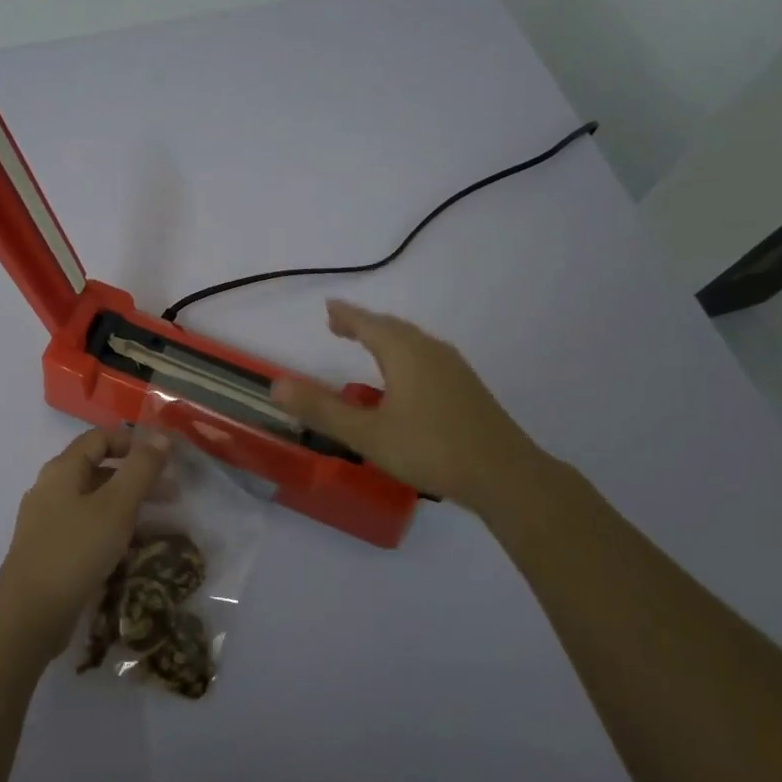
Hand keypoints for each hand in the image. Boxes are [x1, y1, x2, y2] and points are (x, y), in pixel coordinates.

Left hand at [0, 427, 171, 656]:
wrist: (29, 615)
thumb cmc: (76, 551)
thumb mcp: (116, 506)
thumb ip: (140, 469)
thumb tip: (161, 437)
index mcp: (62, 469)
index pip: (100, 438)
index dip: (134, 441)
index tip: (166, 458)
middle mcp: (51, 488)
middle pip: (98, 468)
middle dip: (137, 476)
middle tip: (173, 493)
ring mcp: (48, 521)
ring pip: (95, 500)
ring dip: (129, 504)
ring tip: (161, 522)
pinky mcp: (51, 550)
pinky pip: (87, 527)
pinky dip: (112, 528)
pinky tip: (132, 548)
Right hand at [271, 299, 545, 516]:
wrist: (505, 475)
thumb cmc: (431, 449)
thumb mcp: (367, 434)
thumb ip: (322, 410)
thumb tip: (276, 385)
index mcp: (406, 353)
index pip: (369, 324)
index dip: (346, 315)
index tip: (328, 306)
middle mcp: (430, 351)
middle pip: (392, 328)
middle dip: (364, 324)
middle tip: (339, 324)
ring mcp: (453, 368)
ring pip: (412, 343)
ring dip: (384, 339)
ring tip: (365, 345)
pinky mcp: (465, 388)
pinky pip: (425, 357)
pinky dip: (403, 355)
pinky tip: (402, 379)